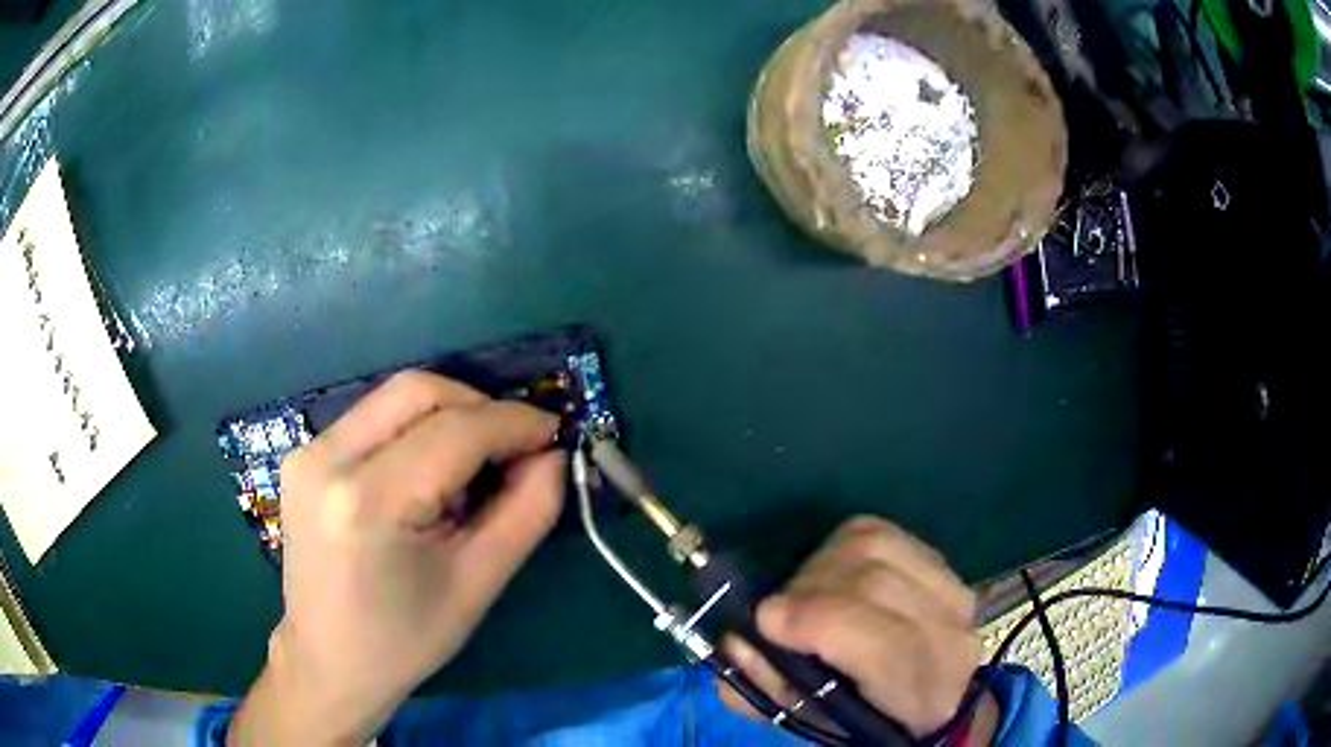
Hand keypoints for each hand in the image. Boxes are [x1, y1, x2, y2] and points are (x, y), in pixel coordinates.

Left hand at [229, 371, 564, 745]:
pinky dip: (414, 431)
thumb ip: (527, 512)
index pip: (455, 431)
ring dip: (448, 418)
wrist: (327, 662)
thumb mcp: (478, 584)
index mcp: (368, 502)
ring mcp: (308, 453)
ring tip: (471, 471)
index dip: (514, 423)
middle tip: (514, 448)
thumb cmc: (405, 640)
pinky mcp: (303, 456)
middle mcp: (327, 459)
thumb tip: (553, 454)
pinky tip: (427, 478)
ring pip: (394, 398)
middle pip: (418, 391)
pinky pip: (373, 419)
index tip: (555, 431)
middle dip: (479, 407)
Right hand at [719, 516, 996, 742]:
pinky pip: (883, 532)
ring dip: (822, 564)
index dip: (819, 621)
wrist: (934, 698)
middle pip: (875, 583)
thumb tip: (736, 642)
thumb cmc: (864, 718)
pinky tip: (830, 572)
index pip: (882, 642)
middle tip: (775, 612)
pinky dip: (842, 545)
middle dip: (809, 590)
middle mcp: (949, 636)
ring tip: (802, 593)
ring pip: (878, 546)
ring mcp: (952, 590)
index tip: (766, 620)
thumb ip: (768, 689)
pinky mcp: (941, 562)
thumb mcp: (812, 721)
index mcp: (921, 693)